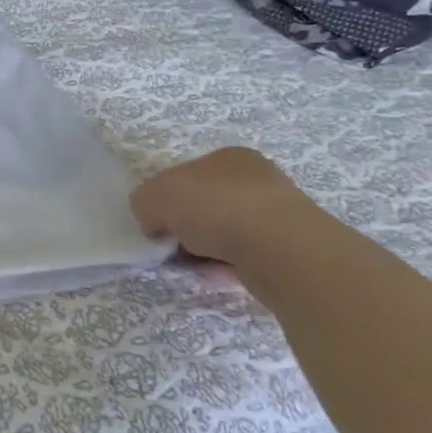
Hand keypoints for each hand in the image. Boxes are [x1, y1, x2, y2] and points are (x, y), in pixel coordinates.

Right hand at [131, 147, 321, 269]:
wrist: (280, 250)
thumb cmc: (214, 208)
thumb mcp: (155, 196)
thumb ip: (144, 203)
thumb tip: (154, 223)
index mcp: (228, 158)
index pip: (186, 175)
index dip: (165, 198)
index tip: (156, 222)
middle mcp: (256, 180)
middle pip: (205, 204)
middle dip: (185, 226)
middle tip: (170, 245)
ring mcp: (276, 215)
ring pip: (224, 232)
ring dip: (203, 249)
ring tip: (191, 264)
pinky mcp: (287, 249)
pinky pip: (242, 257)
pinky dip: (224, 266)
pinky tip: (214, 275)